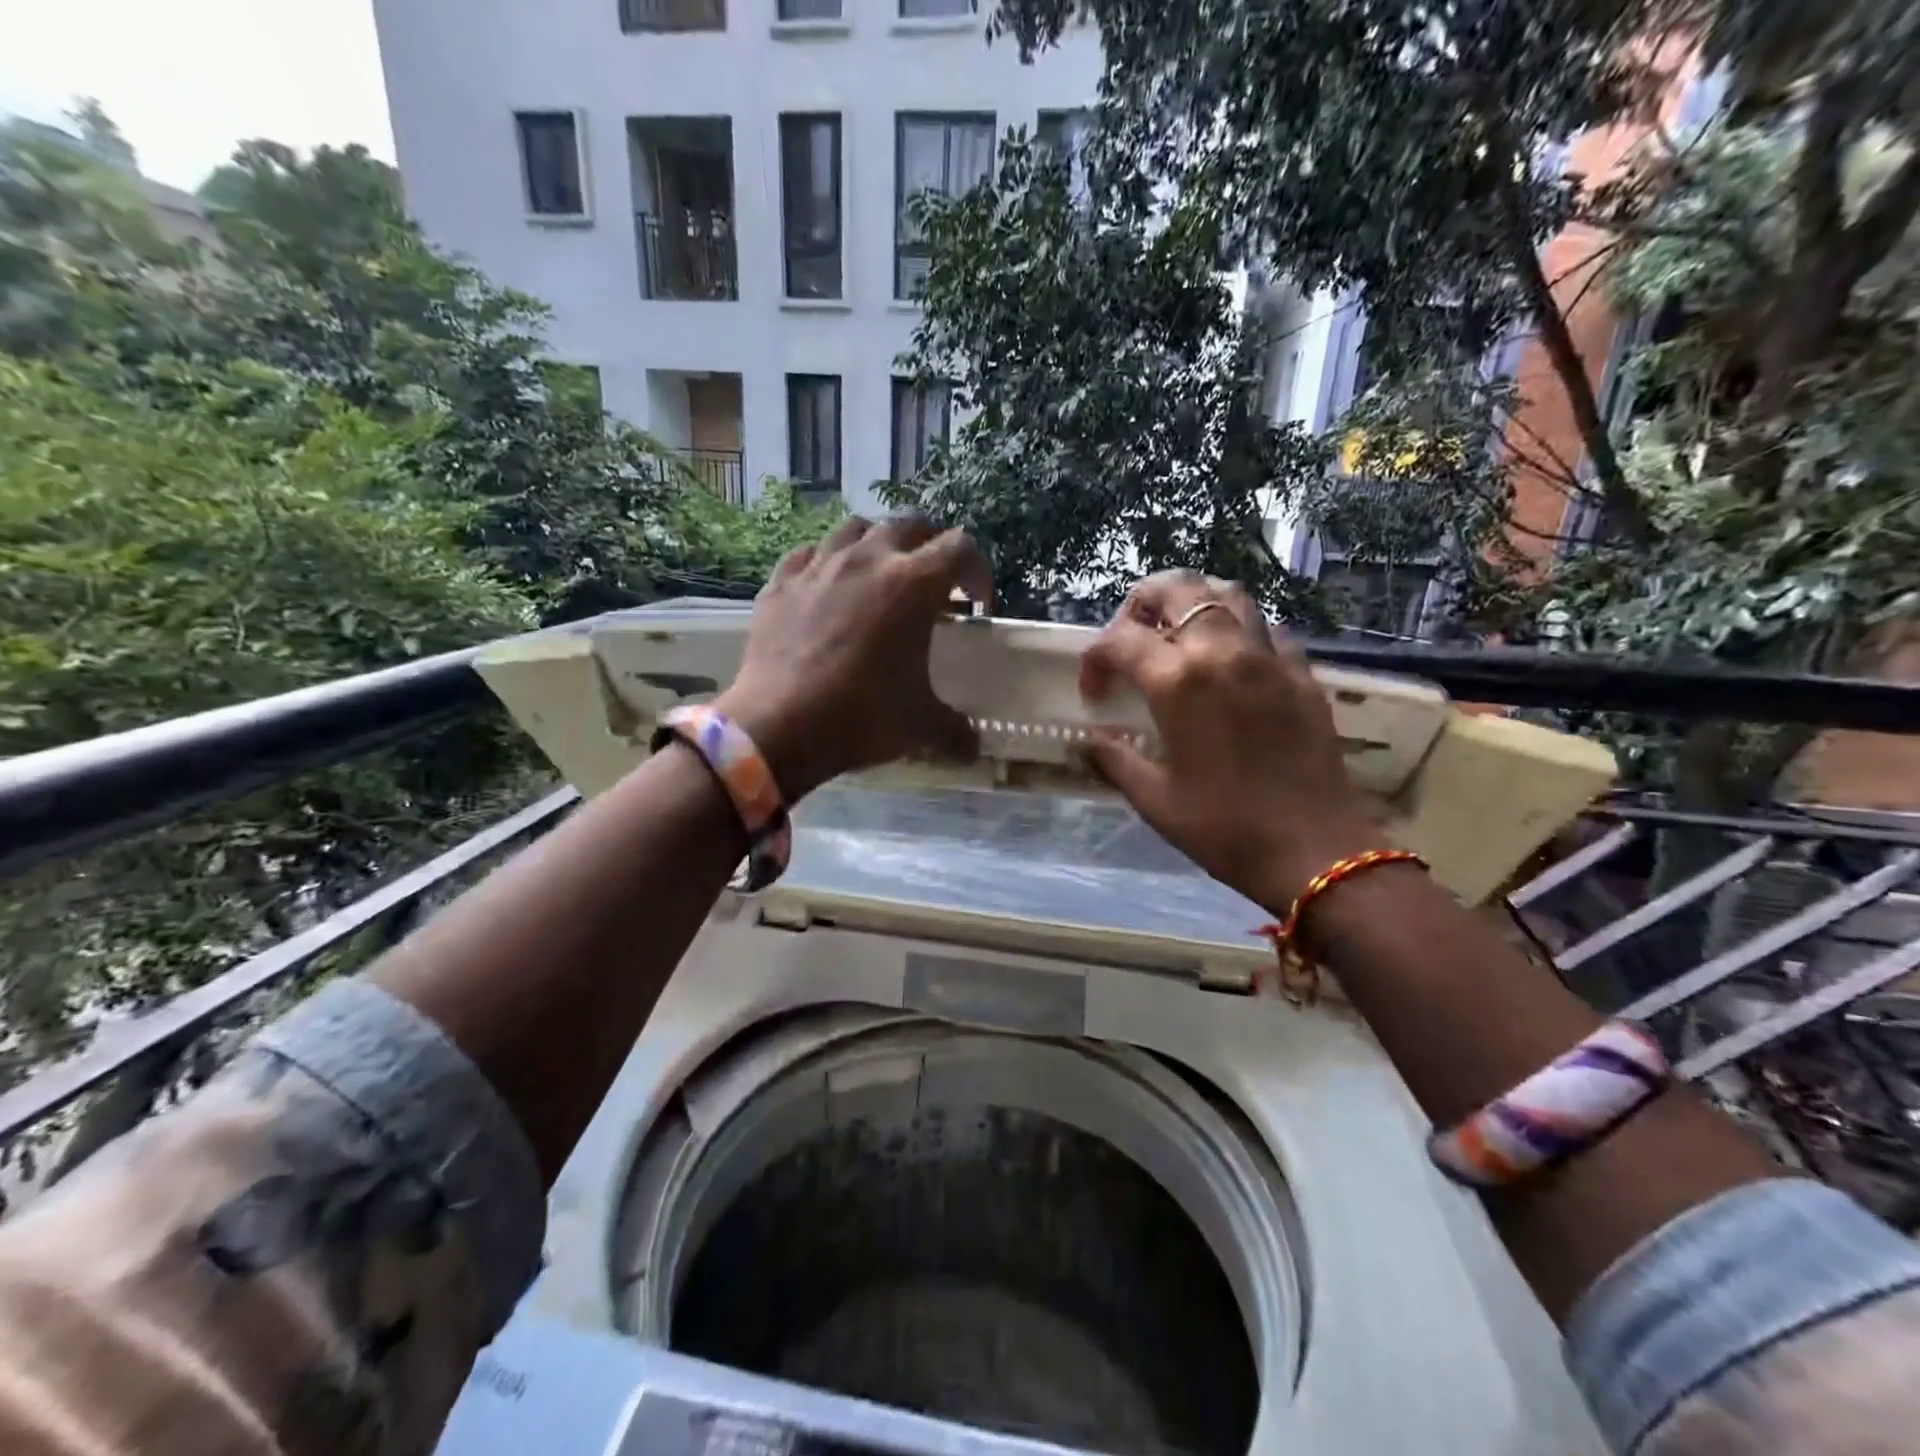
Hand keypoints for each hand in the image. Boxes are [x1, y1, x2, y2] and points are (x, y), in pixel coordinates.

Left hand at [715, 515, 992, 799]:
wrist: (778, 726)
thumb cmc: (861, 716)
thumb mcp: (920, 725)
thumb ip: (954, 730)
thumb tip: (973, 747)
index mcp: (913, 583)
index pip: (960, 547)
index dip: (977, 570)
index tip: (975, 603)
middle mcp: (868, 559)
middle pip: (910, 524)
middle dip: (930, 546)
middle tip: (934, 582)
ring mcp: (819, 566)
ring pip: (856, 529)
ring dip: (877, 544)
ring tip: (880, 575)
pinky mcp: (780, 583)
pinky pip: (809, 555)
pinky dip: (826, 564)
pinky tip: (827, 589)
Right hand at [1079, 571, 1385, 909]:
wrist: (1314, 851)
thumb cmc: (1223, 828)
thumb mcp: (1153, 798)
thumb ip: (1113, 758)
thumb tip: (1085, 741)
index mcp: (1177, 681)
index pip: (1120, 639)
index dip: (1095, 659)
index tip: (1094, 693)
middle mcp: (1222, 652)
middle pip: (1177, 589)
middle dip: (1141, 604)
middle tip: (1130, 640)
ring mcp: (1269, 658)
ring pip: (1229, 595)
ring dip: (1194, 604)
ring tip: (1178, 636)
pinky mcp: (1302, 674)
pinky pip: (1268, 630)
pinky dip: (1241, 632)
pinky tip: (1231, 665)